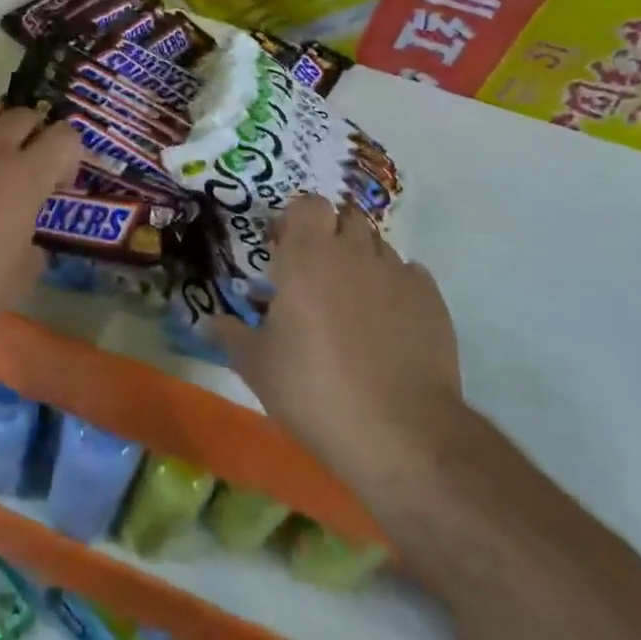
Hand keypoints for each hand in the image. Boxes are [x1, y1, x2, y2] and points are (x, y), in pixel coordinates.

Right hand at [217, 193, 466, 487]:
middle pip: (345, 218)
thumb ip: (231, 335)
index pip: (307, 205)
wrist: (402, 434)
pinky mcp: (432, 302)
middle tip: (315, 275)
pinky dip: (395, 287)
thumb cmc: (315, 390)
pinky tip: (388, 322)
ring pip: (377, 246)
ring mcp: (397, 274)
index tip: (284, 249)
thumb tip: (207, 322)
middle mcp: (353, 252)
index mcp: (307, 256)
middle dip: (330, 236)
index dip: (296, 220)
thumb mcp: (257, 366)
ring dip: (361, 261)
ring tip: (351, 301)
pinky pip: (409, 276)